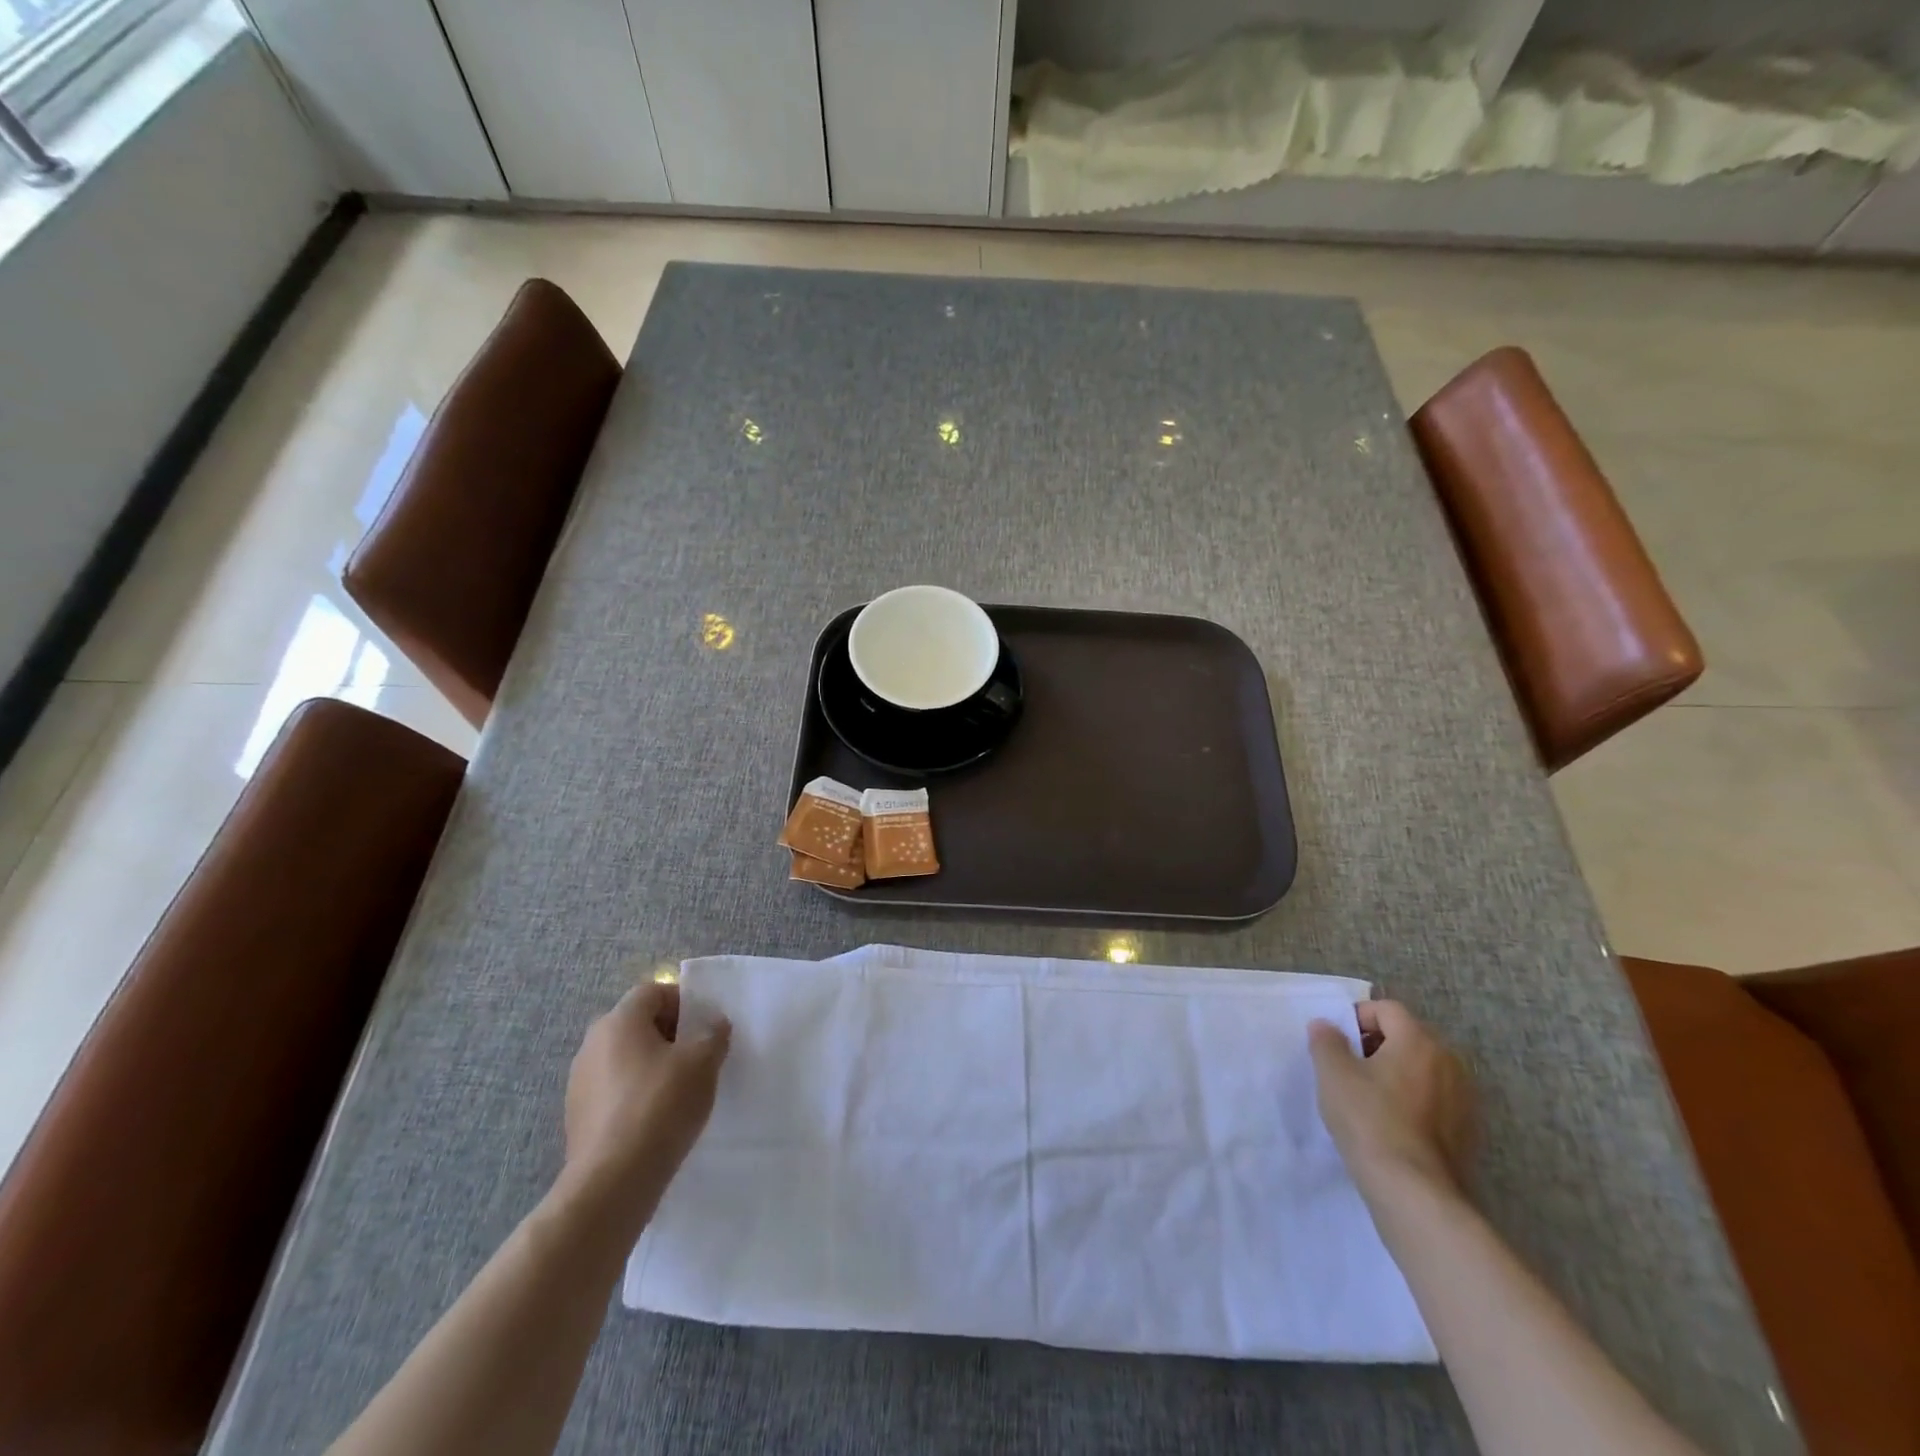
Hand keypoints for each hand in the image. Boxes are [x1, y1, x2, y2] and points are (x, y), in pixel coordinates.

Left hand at [563, 981, 730, 1207]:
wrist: (613, 1183)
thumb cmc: (661, 1106)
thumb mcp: (703, 1061)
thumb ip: (713, 1033)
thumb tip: (712, 1024)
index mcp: (618, 1021)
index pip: (653, 992)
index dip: (682, 1002)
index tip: (705, 1026)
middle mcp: (592, 1044)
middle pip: (637, 1024)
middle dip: (669, 1035)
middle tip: (697, 1055)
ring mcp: (579, 1083)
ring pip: (625, 1059)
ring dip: (652, 1065)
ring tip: (680, 1090)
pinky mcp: (577, 1117)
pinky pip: (615, 1090)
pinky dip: (636, 1094)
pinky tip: (657, 1118)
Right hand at [1308, 1001, 1474, 1201]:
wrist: (1414, 1191)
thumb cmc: (1369, 1121)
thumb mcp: (1333, 1074)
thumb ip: (1326, 1041)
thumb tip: (1326, 1026)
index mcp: (1419, 1041)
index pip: (1387, 1009)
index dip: (1357, 1017)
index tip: (1337, 1042)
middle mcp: (1449, 1061)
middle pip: (1408, 1036)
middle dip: (1377, 1044)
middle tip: (1350, 1067)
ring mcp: (1465, 1098)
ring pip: (1424, 1068)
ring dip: (1398, 1072)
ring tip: (1370, 1096)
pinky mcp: (1469, 1130)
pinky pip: (1436, 1098)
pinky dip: (1415, 1100)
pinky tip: (1394, 1124)